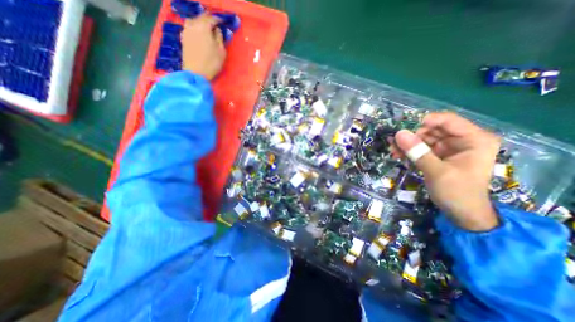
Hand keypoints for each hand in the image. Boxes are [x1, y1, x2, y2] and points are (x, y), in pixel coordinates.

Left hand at [183, 14, 224, 79]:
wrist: (196, 73)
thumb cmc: (212, 63)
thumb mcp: (221, 51)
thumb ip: (220, 38)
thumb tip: (217, 30)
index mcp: (204, 27)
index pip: (211, 18)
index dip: (218, 19)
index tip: (222, 22)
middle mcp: (193, 25)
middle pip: (201, 17)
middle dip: (208, 19)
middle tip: (215, 23)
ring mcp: (186, 31)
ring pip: (193, 20)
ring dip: (199, 21)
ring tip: (205, 27)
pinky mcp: (183, 38)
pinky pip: (188, 27)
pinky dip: (194, 27)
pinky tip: (197, 32)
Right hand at [393, 112, 500, 229]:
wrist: (462, 213)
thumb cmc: (457, 192)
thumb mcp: (436, 171)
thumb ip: (418, 152)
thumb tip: (398, 133)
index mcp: (474, 139)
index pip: (447, 120)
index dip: (422, 121)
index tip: (401, 128)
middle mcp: (462, 140)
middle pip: (432, 129)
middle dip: (411, 135)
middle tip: (392, 142)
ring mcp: (449, 148)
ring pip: (424, 138)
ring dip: (407, 144)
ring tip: (391, 150)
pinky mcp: (439, 155)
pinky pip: (421, 148)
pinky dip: (409, 151)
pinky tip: (397, 155)